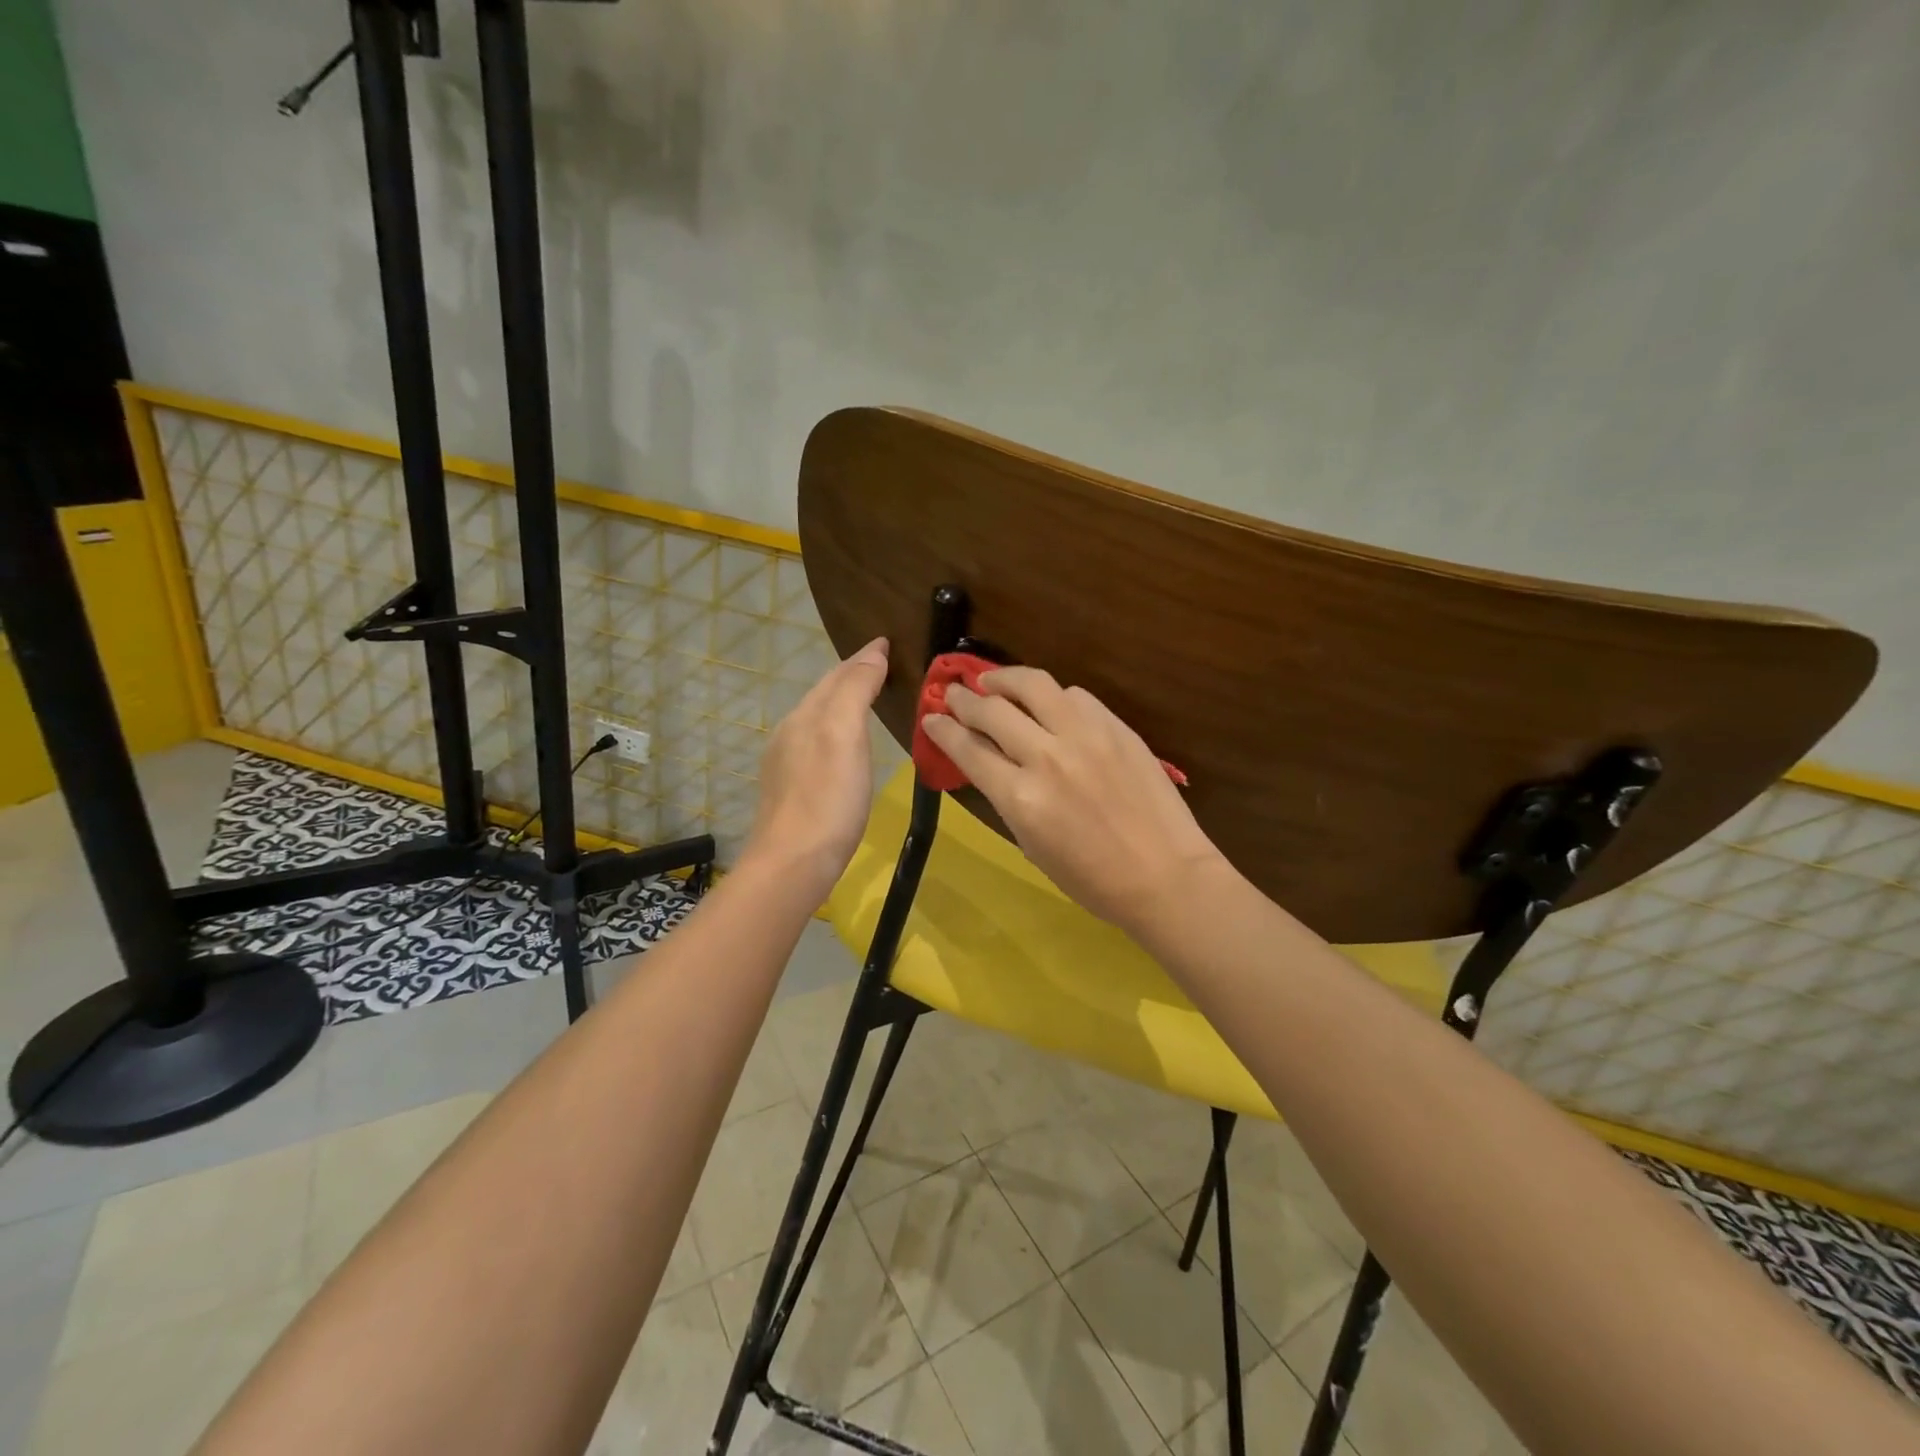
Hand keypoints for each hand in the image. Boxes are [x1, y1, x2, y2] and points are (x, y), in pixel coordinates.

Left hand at [741, 637, 889, 901]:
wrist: (793, 863)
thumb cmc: (827, 798)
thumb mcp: (844, 736)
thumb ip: (855, 690)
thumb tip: (872, 652)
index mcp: (804, 716)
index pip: (836, 675)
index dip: (862, 658)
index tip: (885, 643)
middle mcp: (790, 733)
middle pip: (823, 695)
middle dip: (851, 676)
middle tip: (881, 665)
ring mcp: (786, 764)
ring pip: (818, 719)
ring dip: (842, 703)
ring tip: (868, 699)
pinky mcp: (791, 791)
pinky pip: (817, 744)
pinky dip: (837, 731)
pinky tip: (846, 748)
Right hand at [921, 667, 1228, 935]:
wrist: (1166, 875)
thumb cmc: (1093, 879)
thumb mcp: (1032, 846)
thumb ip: (1006, 797)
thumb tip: (987, 761)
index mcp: (1021, 797)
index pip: (968, 748)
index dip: (942, 729)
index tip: (931, 717)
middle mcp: (1047, 757)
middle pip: (992, 709)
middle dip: (963, 698)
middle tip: (953, 693)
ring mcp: (1086, 735)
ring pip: (1034, 684)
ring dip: (1004, 678)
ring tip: (992, 681)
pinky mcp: (1117, 727)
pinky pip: (1075, 696)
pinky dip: (1053, 696)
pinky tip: (1048, 704)